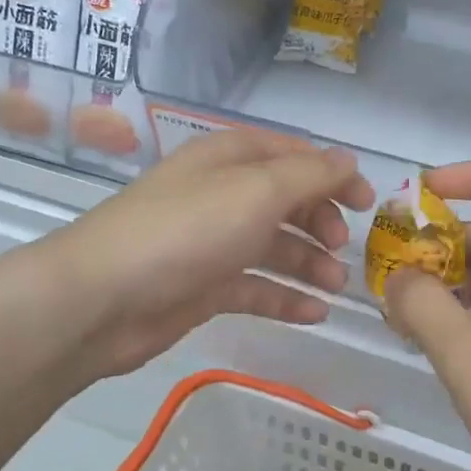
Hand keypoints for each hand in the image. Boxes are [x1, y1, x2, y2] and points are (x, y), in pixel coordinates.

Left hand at [42, 132, 373, 379]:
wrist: (102, 298)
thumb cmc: (187, 230)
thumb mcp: (257, 191)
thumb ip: (309, 175)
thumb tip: (348, 161)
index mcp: (230, 158)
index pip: (293, 156)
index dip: (333, 175)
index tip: (368, 204)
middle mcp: (222, 194)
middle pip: (286, 202)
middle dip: (321, 223)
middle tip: (343, 249)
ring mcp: (211, 243)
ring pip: (273, 247)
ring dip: (309, 263)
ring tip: (336, 287)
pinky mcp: (203, 287)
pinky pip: (255, 287)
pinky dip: (285, 298)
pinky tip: (314, 314)